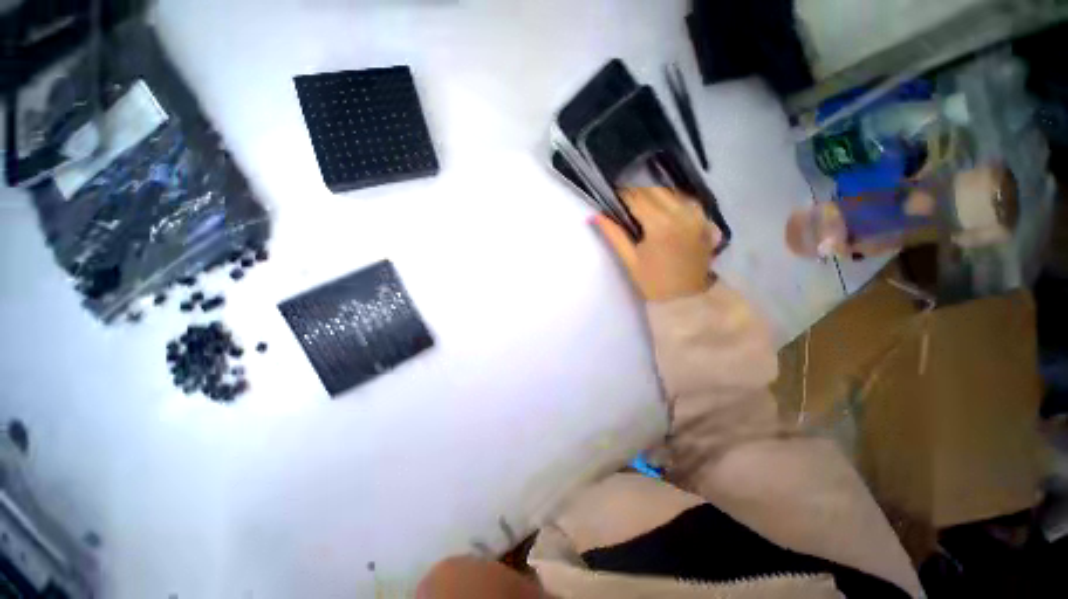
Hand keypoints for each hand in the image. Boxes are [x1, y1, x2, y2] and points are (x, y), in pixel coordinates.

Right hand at [593, 187, 718, 301]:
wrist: (685, 298)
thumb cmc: (653, 282)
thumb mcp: (629, 259)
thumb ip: (613, 234)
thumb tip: (594, 216)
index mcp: (660, 226)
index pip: (637, 197)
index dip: (622, 194)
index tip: (613, 195)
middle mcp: (681, 215)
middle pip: (654, 190)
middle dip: (637, 192)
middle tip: (625, 201)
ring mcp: (697, 216)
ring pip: (671, 192)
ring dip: (654, 194)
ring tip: (642, 205)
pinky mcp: (705, 221)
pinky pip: (686, 200)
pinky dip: (672, 200)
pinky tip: (662, 209)